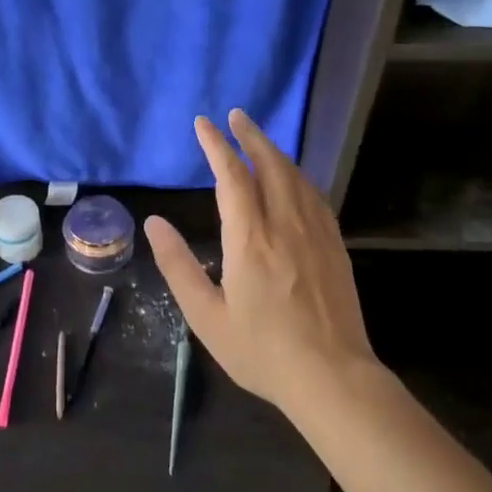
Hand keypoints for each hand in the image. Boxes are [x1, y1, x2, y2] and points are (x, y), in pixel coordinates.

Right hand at [146, 110, 377, 417]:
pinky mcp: (335, 245)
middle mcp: (285, 225)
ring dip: (275, 151)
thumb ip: (178, 266)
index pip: (231, 176)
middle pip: (269, 164)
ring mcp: (316, 233)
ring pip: (295, 176)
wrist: (333, 377)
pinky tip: (294, 178)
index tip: (204, 123)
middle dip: (250, 136)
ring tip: (259, 139)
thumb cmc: (262, 351)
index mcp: (250, 239)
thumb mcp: (206, 316)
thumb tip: (155, 223)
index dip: (216, 145)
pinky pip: (315, 196)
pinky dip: (298, 175)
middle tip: (236, 115)